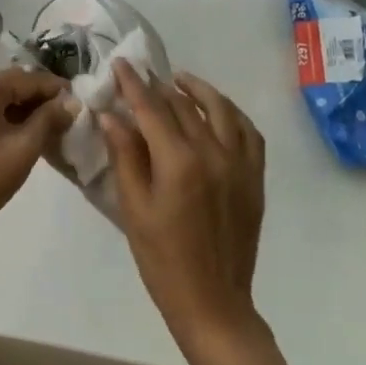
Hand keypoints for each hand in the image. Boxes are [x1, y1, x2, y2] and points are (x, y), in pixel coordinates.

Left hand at [0, 68, 75, 244]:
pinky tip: (9, 132)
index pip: (26, 79)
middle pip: (6, 84)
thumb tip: (70, 102)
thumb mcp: (24, 147)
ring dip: (14, 107)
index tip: (75, 99)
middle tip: (61, 114)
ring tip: (39, 125)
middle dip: (34, 98)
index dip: (53, 88)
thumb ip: (50, 119)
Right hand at [102, 61, 266, 347]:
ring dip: (198, 90)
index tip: (121, 64)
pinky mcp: (254, 177)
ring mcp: (240, 163)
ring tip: (179, 81)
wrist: (212, 300)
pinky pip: (248, 132)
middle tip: (140, 74)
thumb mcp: (133, 208)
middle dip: (159, 86)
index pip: (152, 109)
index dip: (134, 84)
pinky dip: (231, 114)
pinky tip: (217, 111)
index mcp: (179, 162)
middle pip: (184, 106)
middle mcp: (214, 153)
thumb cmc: (162, 259)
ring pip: (221, 110)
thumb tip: (111, 115)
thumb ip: (125, 156)